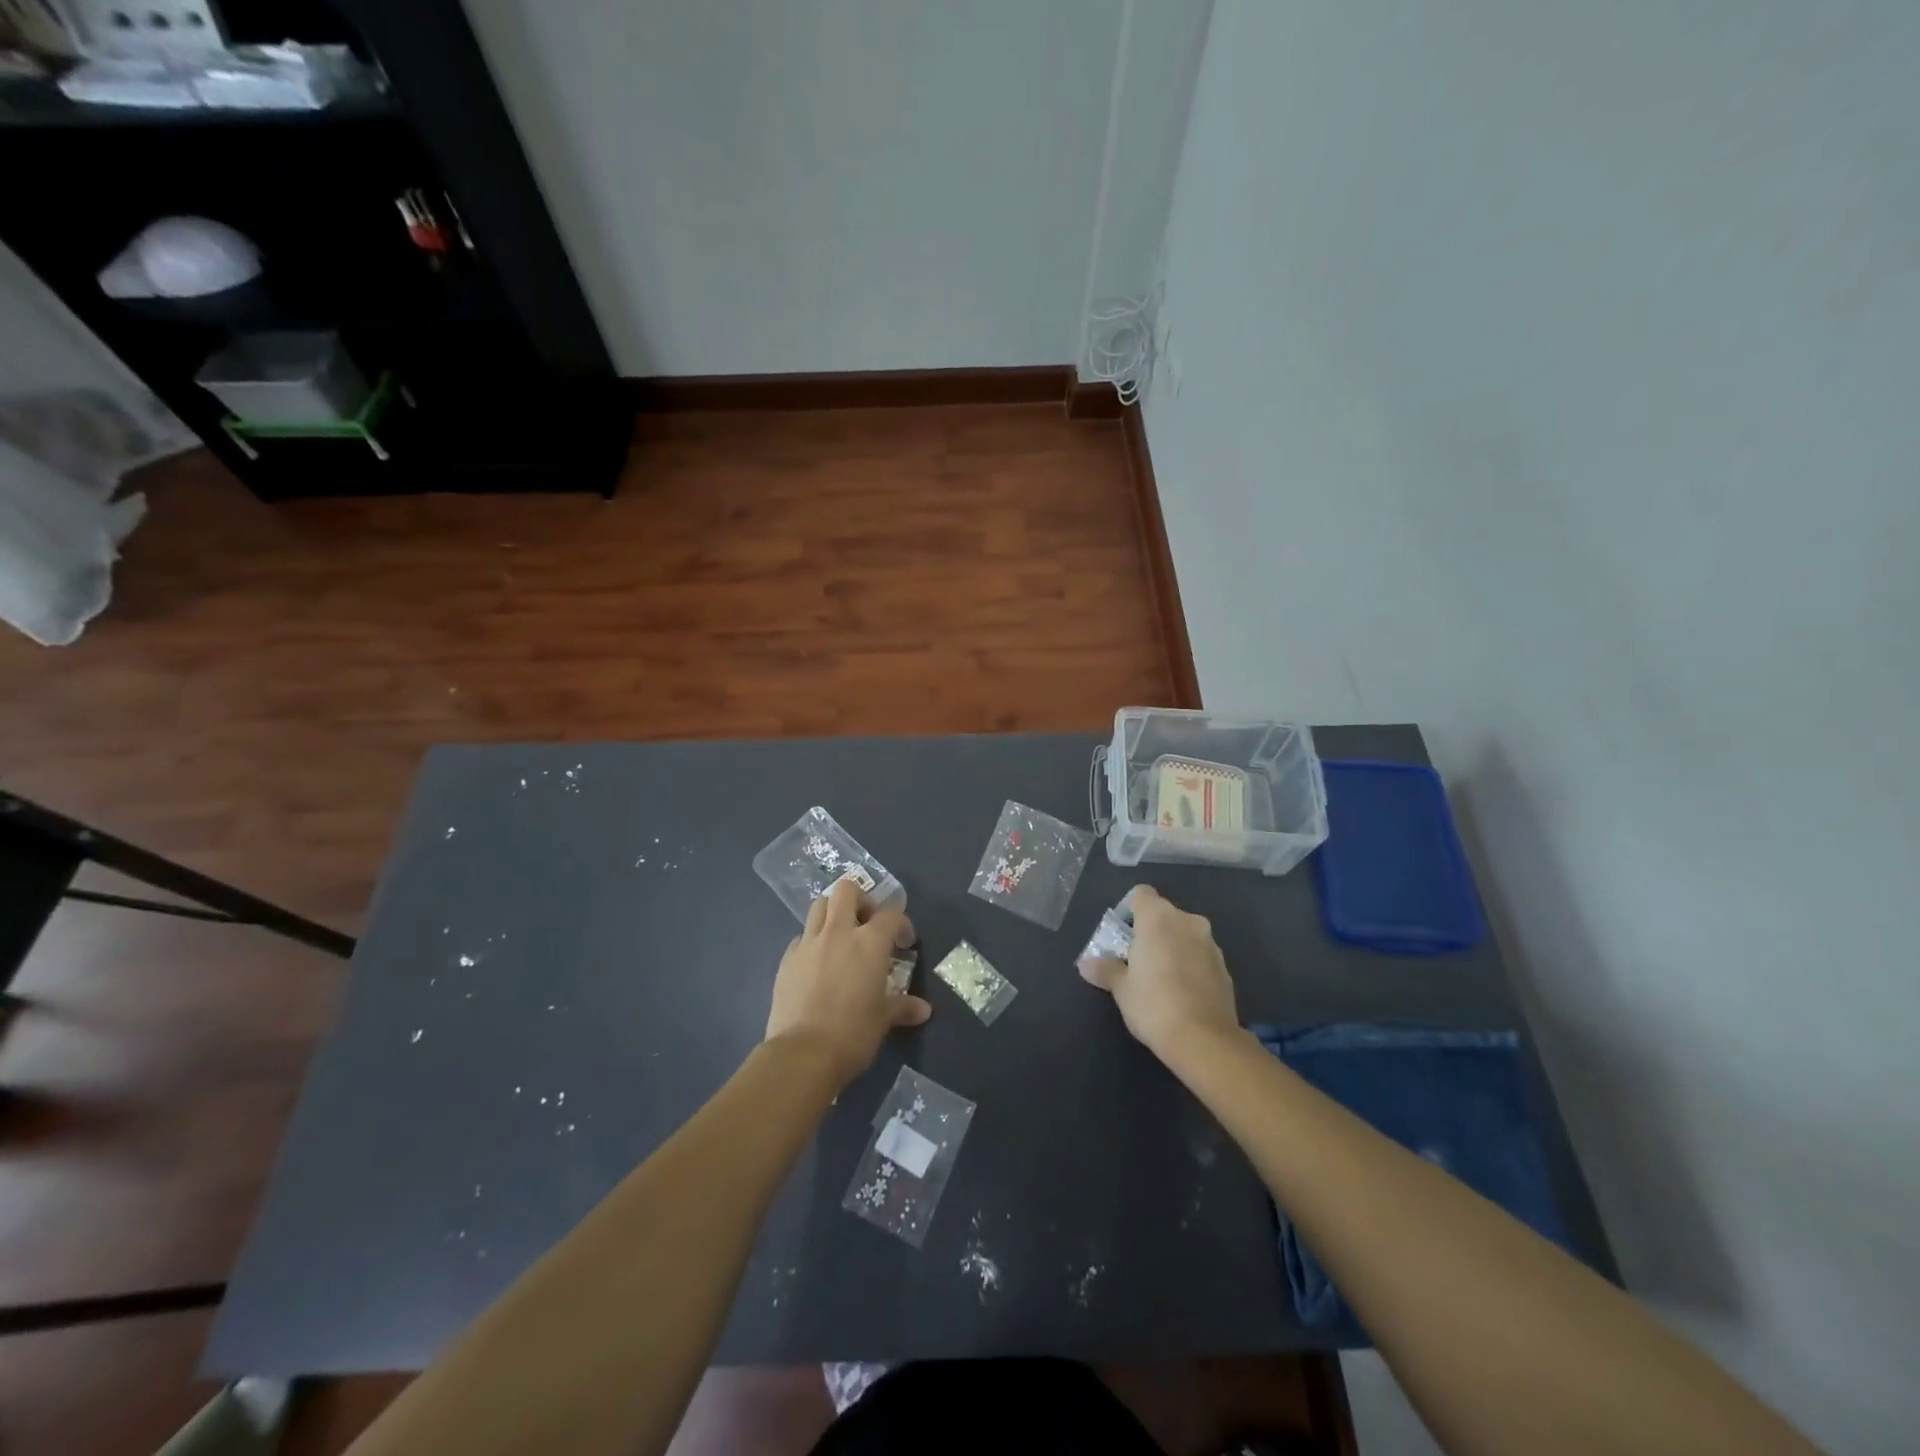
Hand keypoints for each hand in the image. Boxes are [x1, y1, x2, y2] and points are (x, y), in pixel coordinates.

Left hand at [765, 878, 930, 1082]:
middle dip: (860, 899)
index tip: (903, 943)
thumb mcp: (884, 1019)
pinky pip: (800, 937)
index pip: (890, 912)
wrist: (802, 1054)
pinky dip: (811, 942)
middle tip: (867, 923)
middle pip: (846, 890)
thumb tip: (923, 1010)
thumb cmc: (853, 1033)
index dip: (901, 923)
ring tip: (840, 938)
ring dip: (832, 913)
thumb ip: (903, 1007)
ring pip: (818, 906)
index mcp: (869, 942)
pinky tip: (817, 965)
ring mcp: (808, 943)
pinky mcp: (786, 960)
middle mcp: (838, 933)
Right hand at [1079, 885, 1238, 1059]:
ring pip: (1184, 934)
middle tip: (1134, 958)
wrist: (1205, 1040)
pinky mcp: (1225, 967)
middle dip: (1149, 931)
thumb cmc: (1154, 1004)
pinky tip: (1180, 992)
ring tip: (1158, 978)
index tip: (1120, 934)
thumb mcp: (1121, 988)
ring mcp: (1210, 944)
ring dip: (1171, 947)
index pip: (1140, 894)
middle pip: (1163, 914)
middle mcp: (1187, 922)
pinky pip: (1199, 955)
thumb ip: (1105, 970)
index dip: (1127, 909)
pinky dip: (1188, 964)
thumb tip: (1085, 964)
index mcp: (1158, 918)